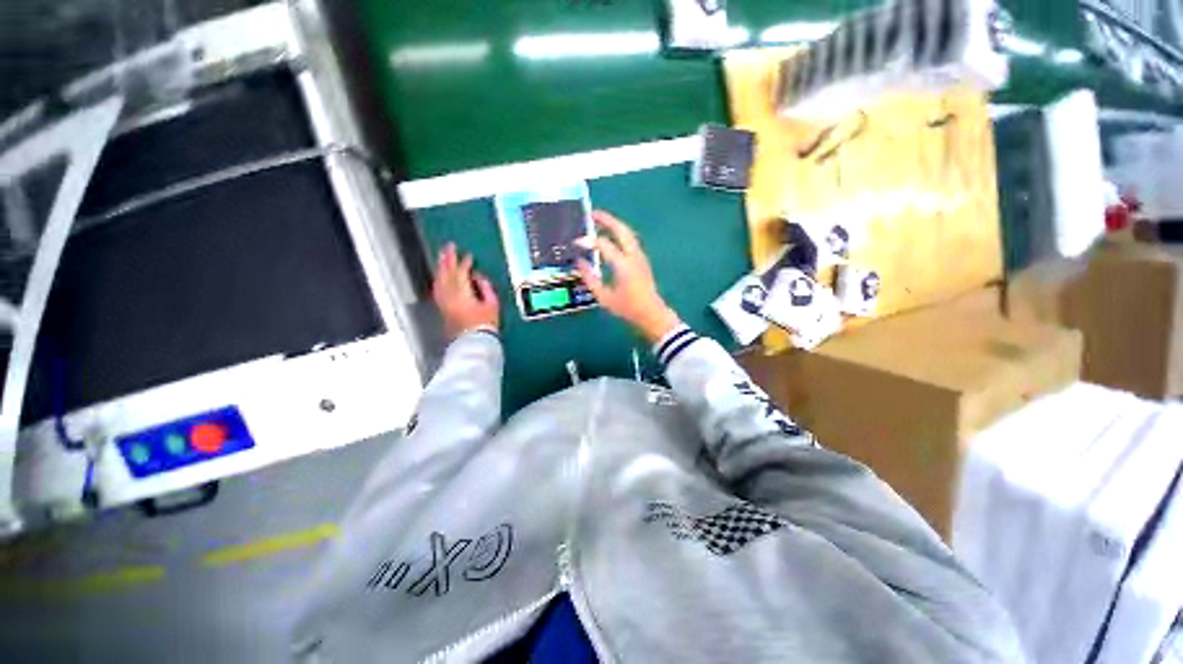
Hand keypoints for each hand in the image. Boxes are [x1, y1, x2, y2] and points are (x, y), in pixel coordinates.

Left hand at [433, 243, 498, 340]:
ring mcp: (444, 302)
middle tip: (449, 247)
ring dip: (441, 267)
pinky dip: (439, 279)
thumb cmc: (485, 325)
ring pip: (439, 280)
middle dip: (448, 259)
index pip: (461, 273)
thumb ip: (486, 287)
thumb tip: (478, 278)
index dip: (465, 263)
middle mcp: (450, 296)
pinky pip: (437, 289)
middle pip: (446, 273)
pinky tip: (439, 277)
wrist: (475, 342)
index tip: (468, 256)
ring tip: (442, 257)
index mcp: (463, 294)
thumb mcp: (493, 304)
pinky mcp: (443, 308)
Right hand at [576, 211, 681, 343]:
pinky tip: (612, 236)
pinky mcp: (642, 260)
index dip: (588, 241)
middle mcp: (633, 256)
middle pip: (621, 230)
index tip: (576, 243)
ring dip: (615, 224)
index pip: (603, 245)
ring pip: (628, 233)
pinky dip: (620, 233)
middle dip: (607, 219)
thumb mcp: (604, 297)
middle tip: (592, 214)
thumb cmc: (627, 308)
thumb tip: (579, 262)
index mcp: (623, 265)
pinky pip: (630, 240)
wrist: (651, 313)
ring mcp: (640, 256)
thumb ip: (590, 278)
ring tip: (601, 221)